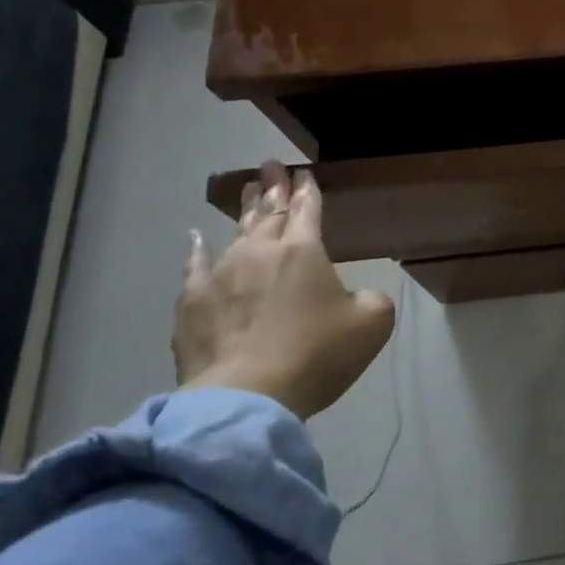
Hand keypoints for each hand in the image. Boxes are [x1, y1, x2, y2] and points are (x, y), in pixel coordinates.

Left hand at [173, 160, 394, 420]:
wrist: (246, 397)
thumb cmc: (317, 354)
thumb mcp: (372, 324)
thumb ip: (373, 299)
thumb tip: (359, 297)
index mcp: (305, 250)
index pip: (308, 209)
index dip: (308, 191)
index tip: (304, 173)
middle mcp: (261, 252)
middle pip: (269, 213)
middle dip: (274, 189)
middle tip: (271, 167)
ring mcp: (221, 275)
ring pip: (237, 232)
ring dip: (246, 210)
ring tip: (249, 190)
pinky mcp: (192, 303)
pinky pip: (195, 266)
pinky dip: (197, 249)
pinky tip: (196, 238)